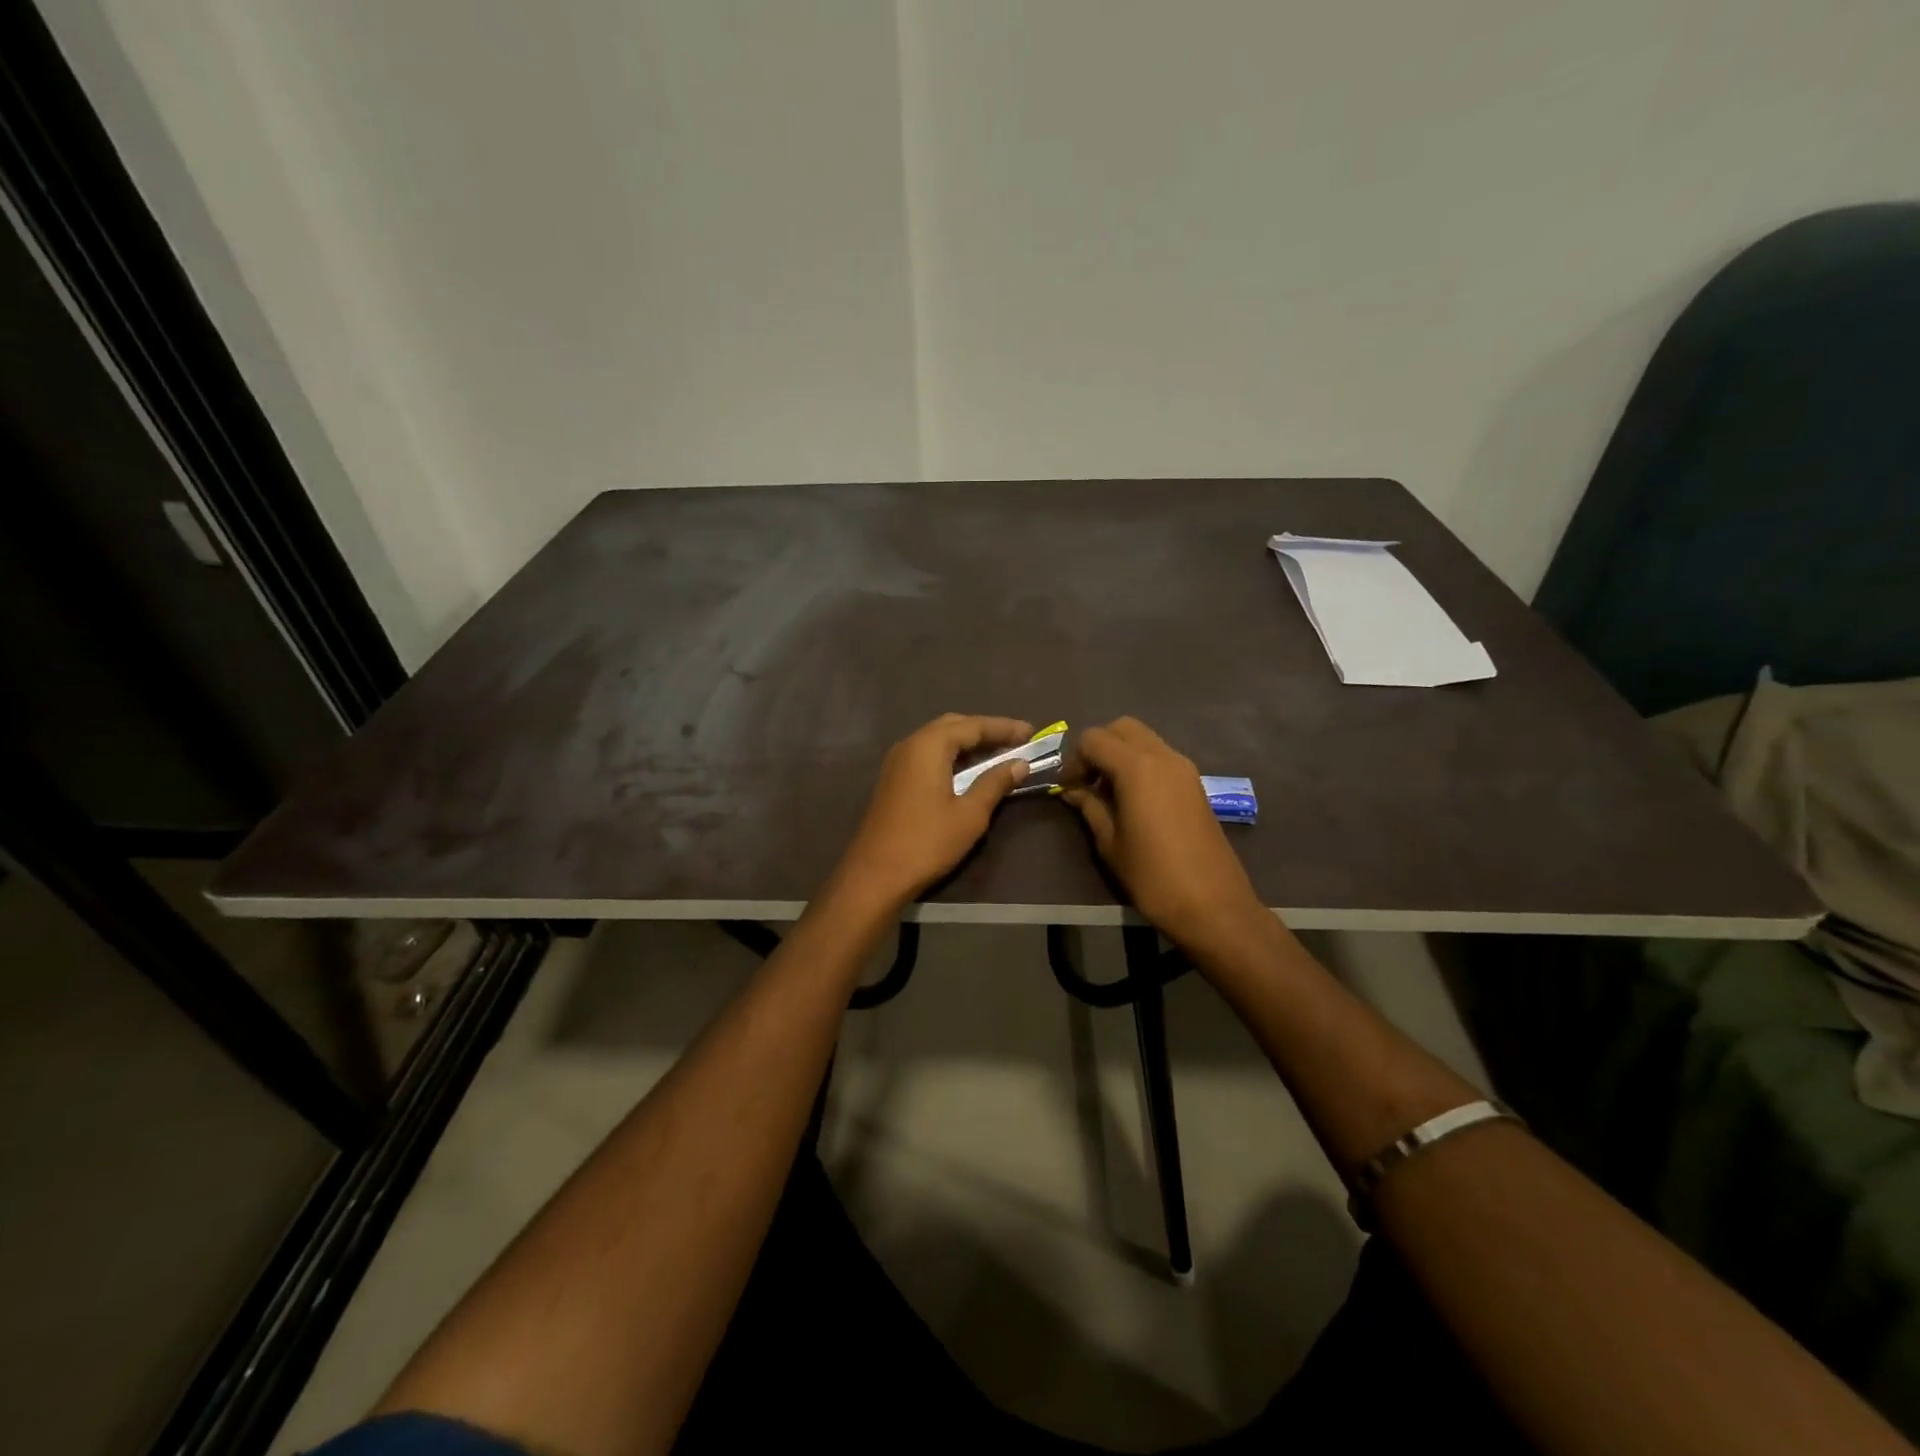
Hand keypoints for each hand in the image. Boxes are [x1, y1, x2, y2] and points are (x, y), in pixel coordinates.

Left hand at [834, 714, 1034, 906]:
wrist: (875, 874)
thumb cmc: (927, 842)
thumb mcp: (970, 814)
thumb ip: (995, 783)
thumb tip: (1019, 764)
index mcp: (929, 745)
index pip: (973, 725)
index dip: (1004, 728)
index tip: (1031, 732)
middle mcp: (910, 744)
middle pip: (953, 726)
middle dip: (985, 730)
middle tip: (1015, 741)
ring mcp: (897, 761)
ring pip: (938, 740)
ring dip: (967, 743)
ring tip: (997, 754)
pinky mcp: (893, 779)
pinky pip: (927, 755)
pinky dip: (951, 756)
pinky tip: (968, 771)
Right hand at [1061, 717, 1270, 952]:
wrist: (1212, 904)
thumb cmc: (1152, 876)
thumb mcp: (1110, 842)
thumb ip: (1089, 807)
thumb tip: (1072, 791)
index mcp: (1137, 767)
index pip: (1094, 739)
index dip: (1074, 759)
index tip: (1069, 788)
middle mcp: (1163, 756)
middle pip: (1122, 728)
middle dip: (1099, 747)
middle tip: (1088, 781)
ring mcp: (1184, 768)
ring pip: (1144, 739)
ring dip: (1121, 754)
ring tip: (1109, 792)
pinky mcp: (1195, 783)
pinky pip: (1160, 757)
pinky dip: (1141, 764)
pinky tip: (1133, 800)